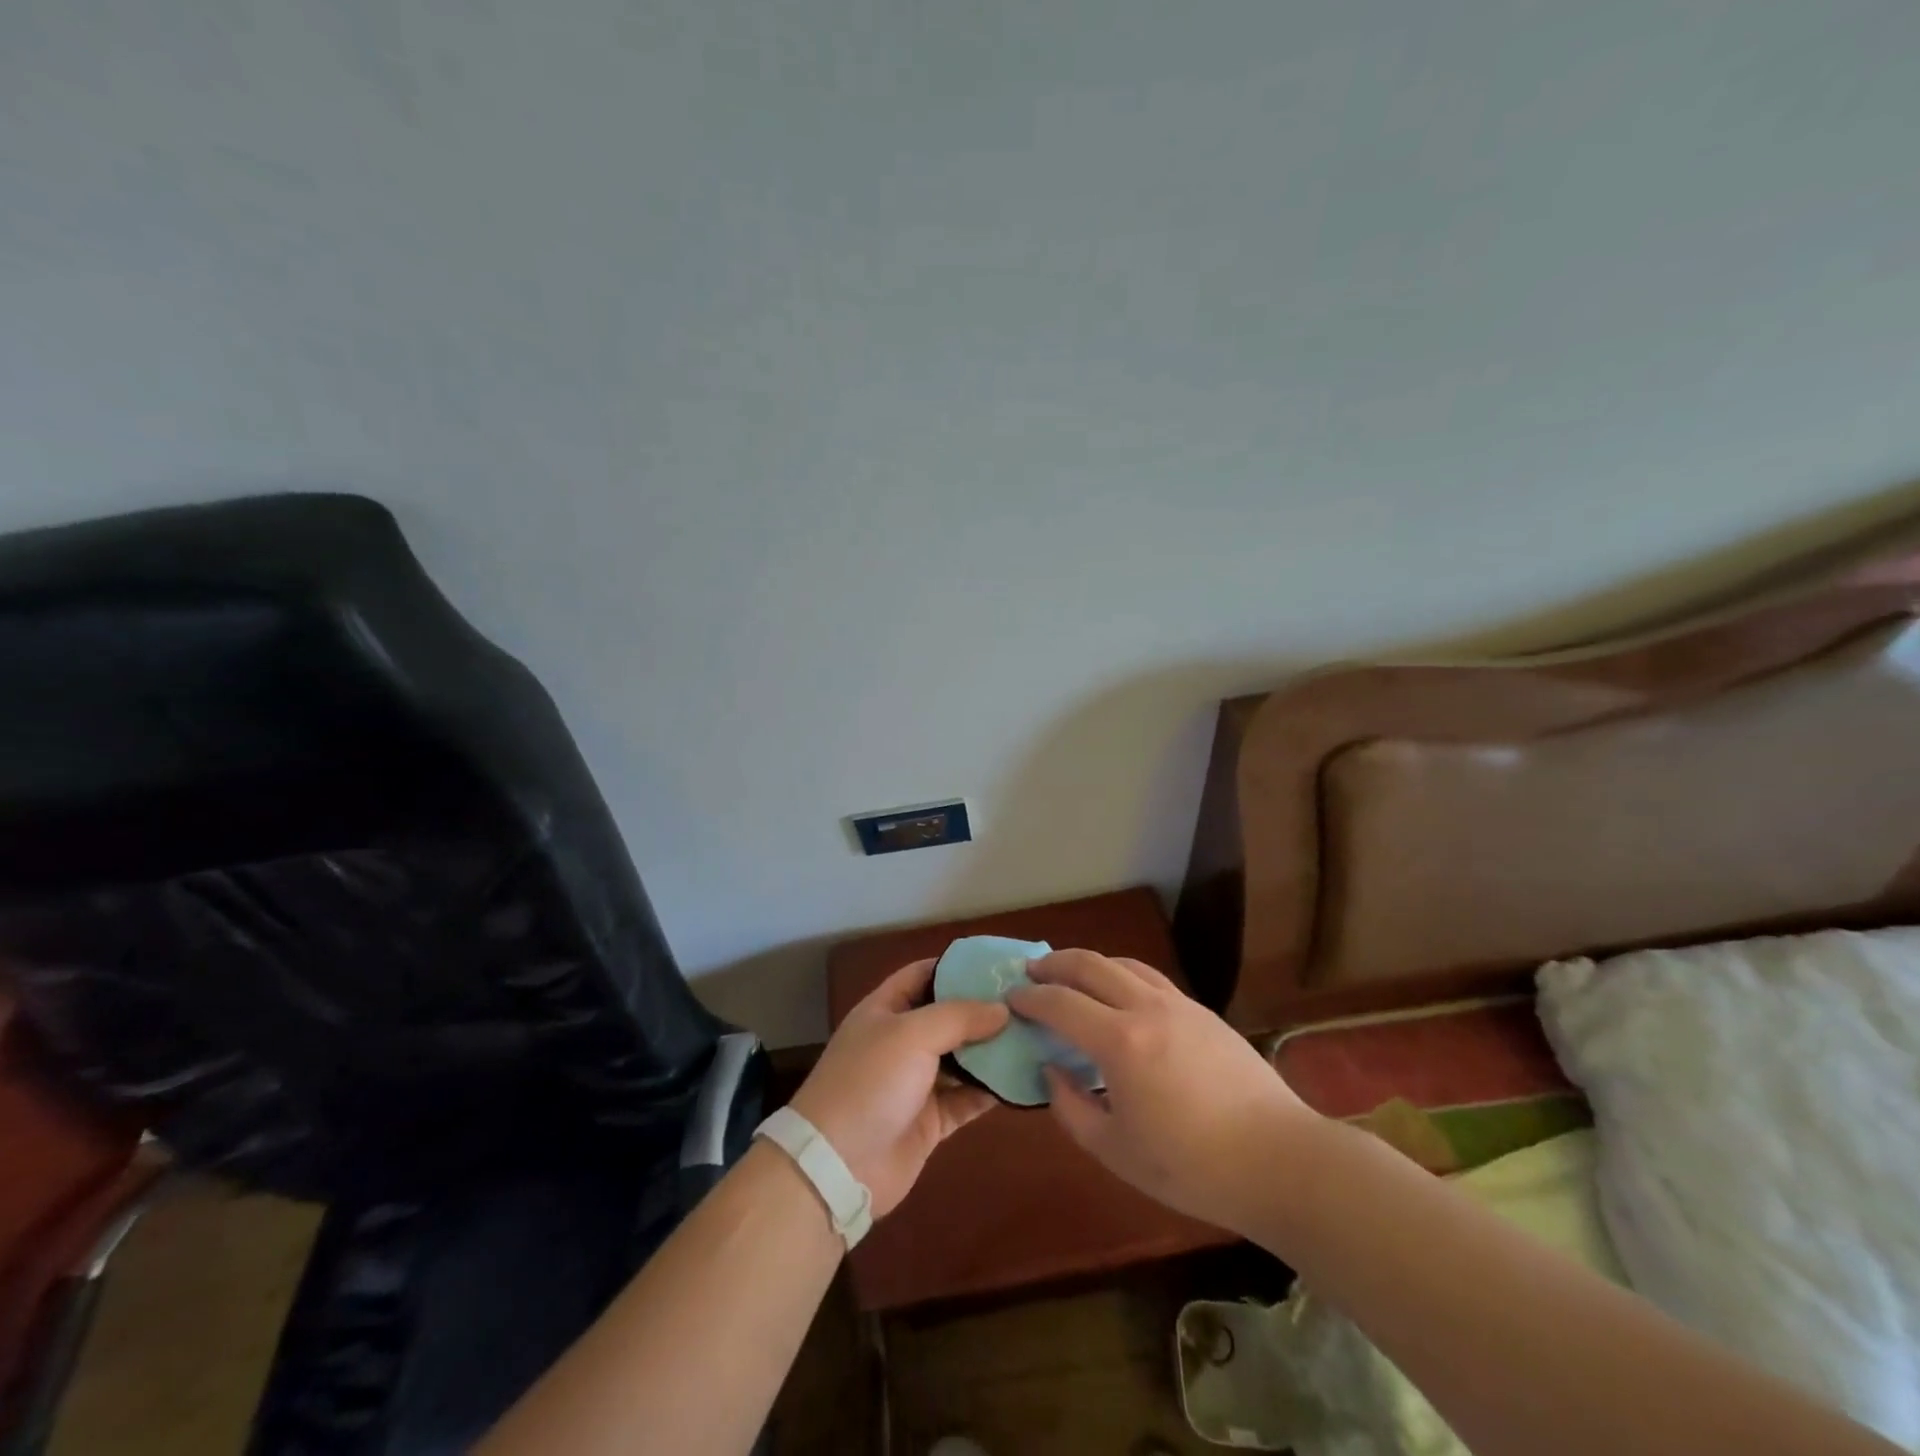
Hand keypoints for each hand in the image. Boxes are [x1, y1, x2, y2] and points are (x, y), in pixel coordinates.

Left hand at [788, 959, 1009, 1218]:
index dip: (956, 966)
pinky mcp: (931, 1120)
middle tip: (1028, 1002)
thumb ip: (959, 1016)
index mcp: (885, 1010)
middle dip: (983, 1009)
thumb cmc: (870, 1082)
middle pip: (948, 1016)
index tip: (998, 964)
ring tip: (1034, 1035)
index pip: (923, 974)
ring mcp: (916, 1082)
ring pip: (962, 1058)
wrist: (839, 1166)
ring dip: (992, 1050)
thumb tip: (1003, 1009)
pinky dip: (991, 1090)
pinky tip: (1022, 1080)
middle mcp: (901, 1041)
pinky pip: (967, 1098)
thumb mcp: (912, 1034)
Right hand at [1008, 950, 1316, 1235]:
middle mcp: (1146, 1008)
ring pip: (1123, 964)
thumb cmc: (1192, 1167)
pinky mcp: (1203, 1012)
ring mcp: (1178, 1004)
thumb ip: (1072, 1109)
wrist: (1279, 1160)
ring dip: (1089, 963)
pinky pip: (1150, 978)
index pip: (1060, 1003)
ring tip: (1071, 977)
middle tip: (1032, 972)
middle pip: (1090, 964)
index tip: (1011, 998)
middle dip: (1054, 963)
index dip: (1030, 997)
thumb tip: (1052, 1071)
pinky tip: (1120, 996)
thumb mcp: (1117, 1152)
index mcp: (1120, 1043)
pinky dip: (1122, 975)